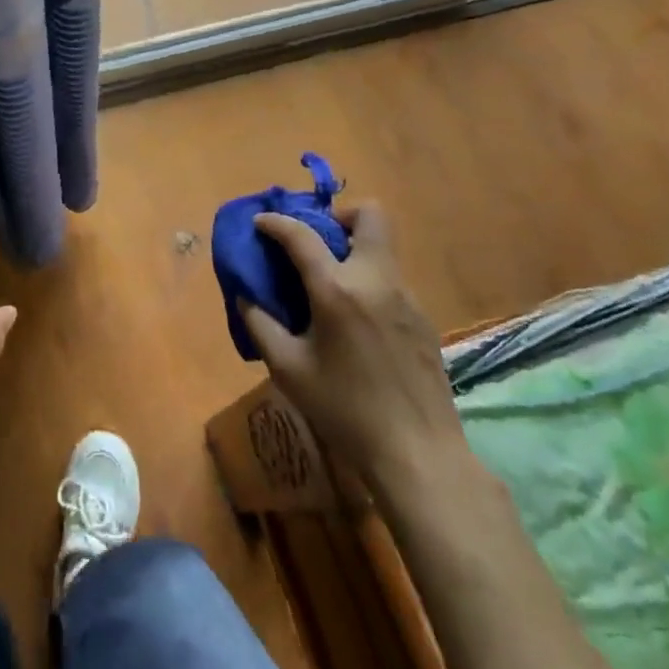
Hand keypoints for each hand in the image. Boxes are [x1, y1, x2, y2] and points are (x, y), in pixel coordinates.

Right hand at [240, 201, 467, 478]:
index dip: (276, 222)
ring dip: (353, 249)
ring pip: (382, 247)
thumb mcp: (288, 370)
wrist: (418, 453)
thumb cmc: (344, 410)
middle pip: (370, 215)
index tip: (261, 222)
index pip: (302, 235)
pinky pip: (391, 279)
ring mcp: (406, 297)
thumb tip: (245, 296)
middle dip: (339, 215)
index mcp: (337, 290)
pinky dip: (368, 280)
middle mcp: (376, 280)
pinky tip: (355, 321)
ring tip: (329, 284)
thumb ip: (260, 324)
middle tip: (316, 241)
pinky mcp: (423, 318)